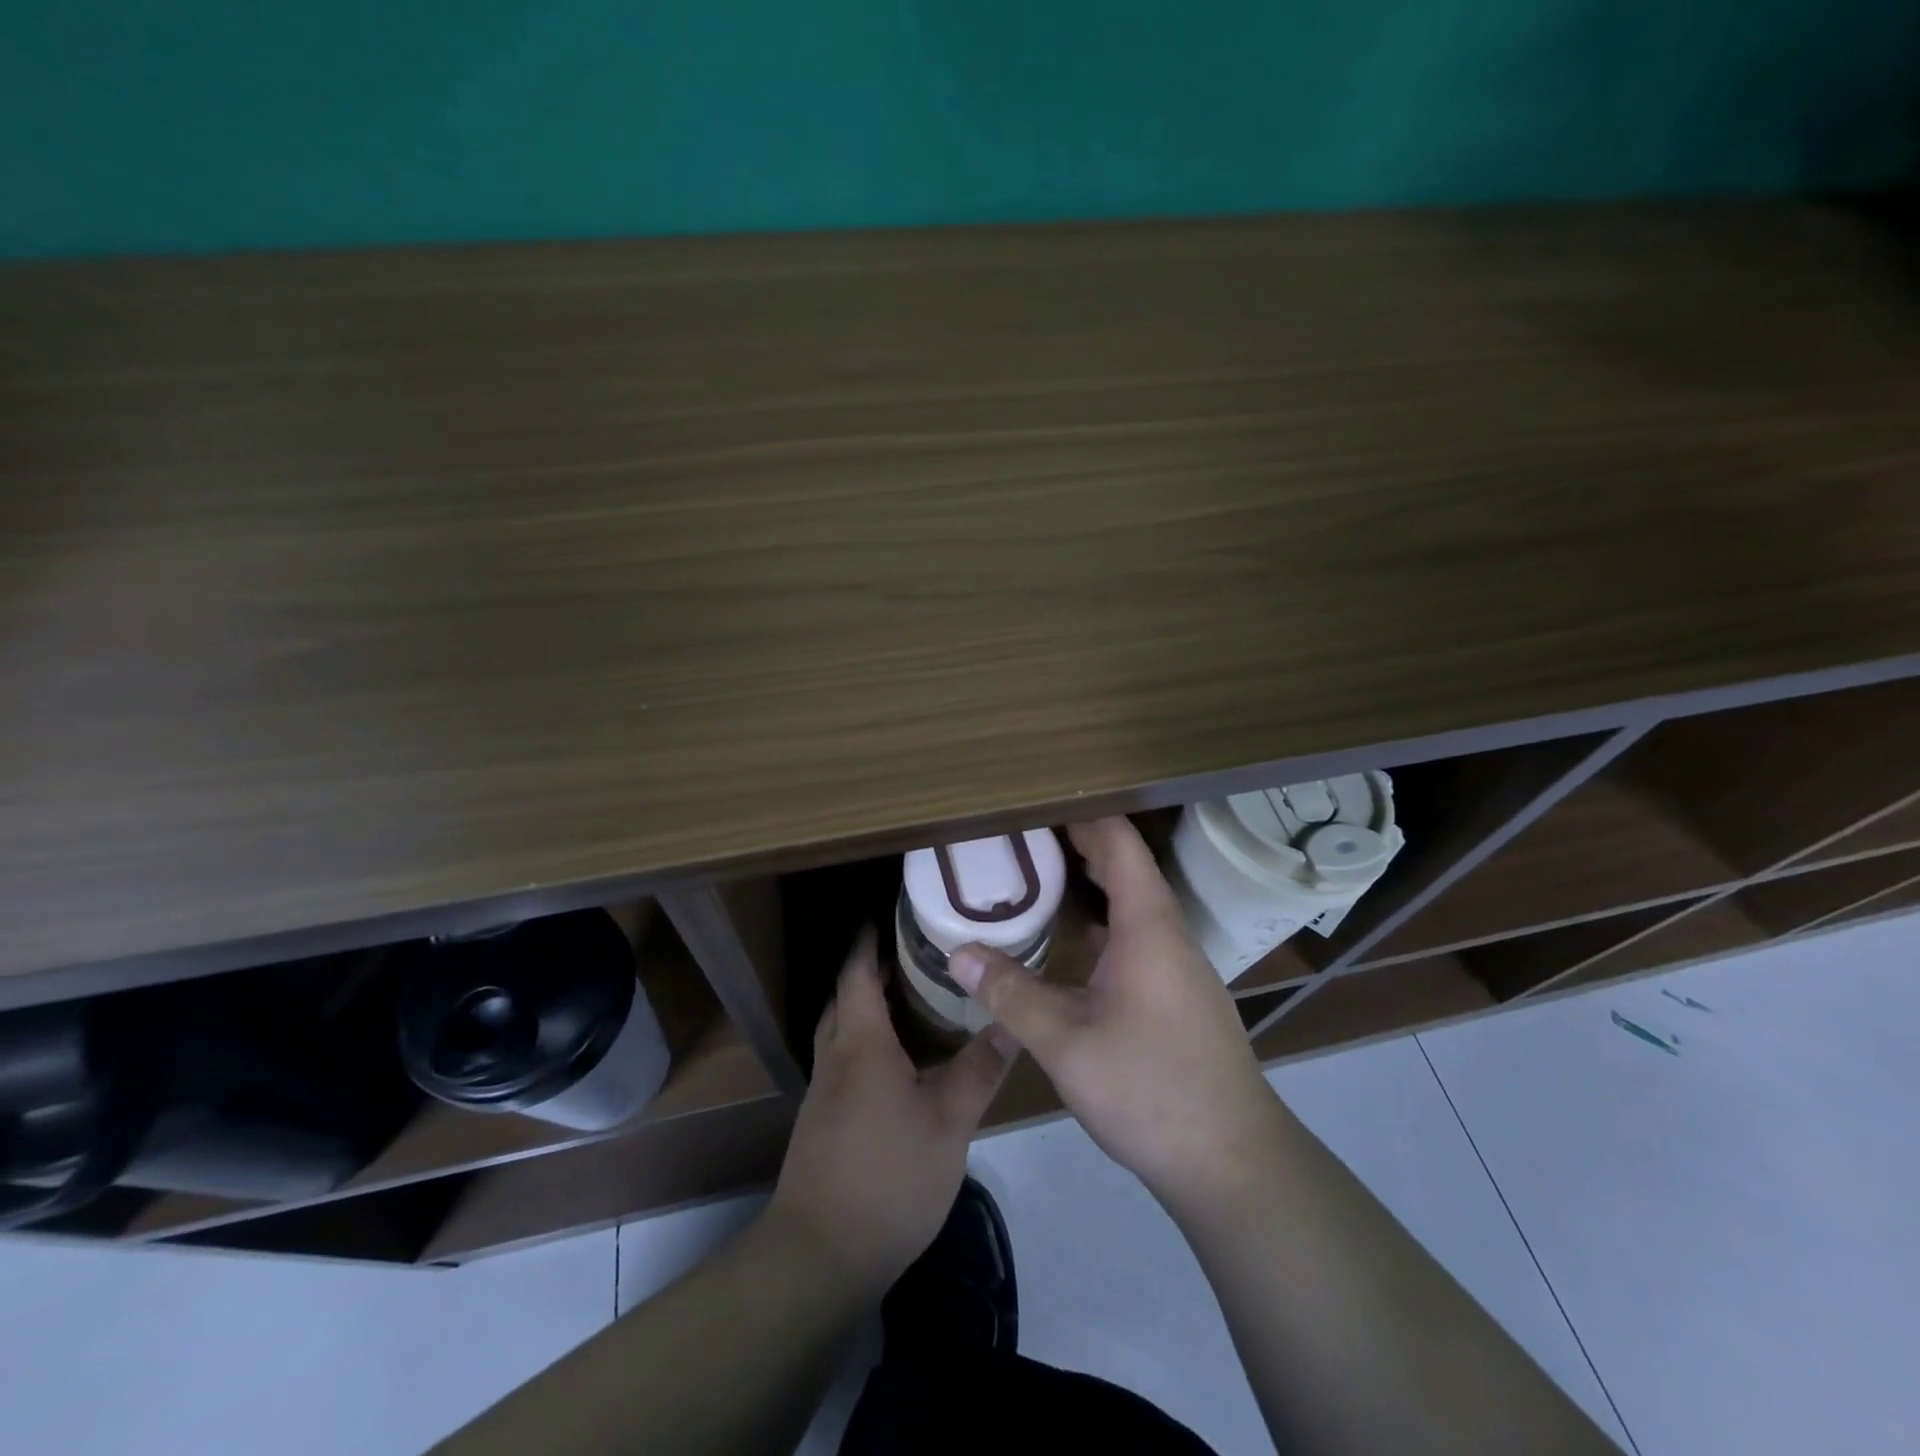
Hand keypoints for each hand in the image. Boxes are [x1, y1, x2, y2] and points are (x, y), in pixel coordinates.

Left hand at [767, 929, 1013, 1298]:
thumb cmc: (888, 1177)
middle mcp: (836, 1058)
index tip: (889, 917)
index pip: (858, 975)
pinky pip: (843, 1061)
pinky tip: (896, 1063)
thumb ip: (979, 1070)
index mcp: (862, 1045)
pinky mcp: (822, 1123)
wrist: (819, 1255)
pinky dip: (864, 1043)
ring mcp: (824, 1093)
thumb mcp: (948, 1123)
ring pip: (841, 1031)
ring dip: (866, 1007)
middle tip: (911, 955)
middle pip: (845, 999)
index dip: (868, 943)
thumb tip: (1010, 1022)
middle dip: (869, 971)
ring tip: (908, 1001)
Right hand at [947, 817, 1281, 1206]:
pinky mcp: (1176, 993)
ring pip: (1131, 902)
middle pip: (1124, 865)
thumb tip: (957, 951)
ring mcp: (1177, 964)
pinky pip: (1135, 933)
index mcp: (1148, 925)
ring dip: (1088, 881)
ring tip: (1035, 873)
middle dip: (1075, 841)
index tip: (1033, 801)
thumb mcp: (1066, 1043)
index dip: (1079, 814)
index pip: (1117, 842)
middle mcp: (1167, 933)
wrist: (1233, 1162)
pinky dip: (1099, 919)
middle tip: (1019, 832)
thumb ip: (1010, 993)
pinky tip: (1069, 940)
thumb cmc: (1151, 1090)